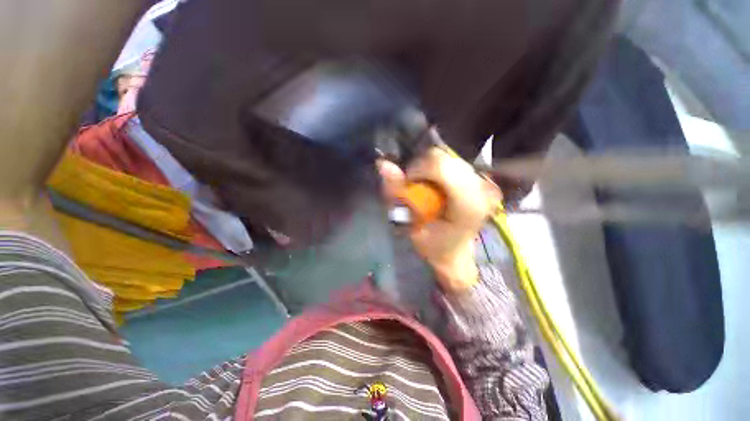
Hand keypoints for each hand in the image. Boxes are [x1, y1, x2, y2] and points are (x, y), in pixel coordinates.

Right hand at [378, 147, 500, 292]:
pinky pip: (451, 161)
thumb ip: (397, 195)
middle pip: (444, 156)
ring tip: (425, 187)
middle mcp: (482, 188)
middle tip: (414, 186)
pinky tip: (435, 184)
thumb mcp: (410, 225)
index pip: (441, 166)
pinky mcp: (480, 178)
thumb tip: (383, 164)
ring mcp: (484, 181)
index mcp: (468, 204)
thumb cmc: (432, 246)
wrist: (456, 253)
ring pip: (447, 156)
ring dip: (428, 167)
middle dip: (421, 167)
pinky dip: (436, 168)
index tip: (407, 184)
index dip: (417, 169)